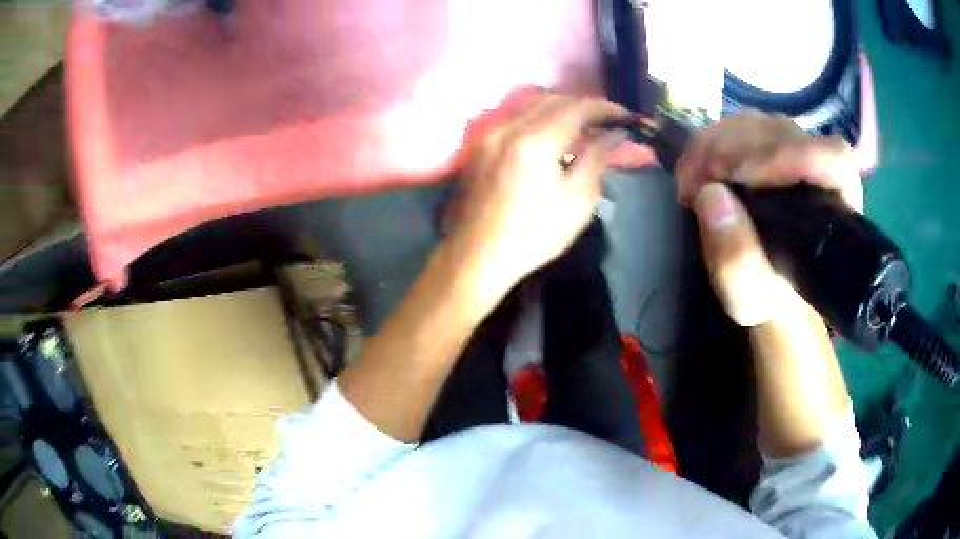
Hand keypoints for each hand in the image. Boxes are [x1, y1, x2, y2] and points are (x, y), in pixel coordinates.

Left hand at [444, 93, 627, 294]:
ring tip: (583, 126)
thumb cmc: (534, 235)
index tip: (625, 117)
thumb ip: (596, 158)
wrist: (478, 256)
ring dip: (561, 108)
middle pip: (553, 98)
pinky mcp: (480, 143)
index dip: (605, 108)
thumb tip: (613, 134)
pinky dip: (539, 117)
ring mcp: (489, 132)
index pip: (577, 107)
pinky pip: (515, 116)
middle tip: (607, 122)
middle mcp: (508, 125)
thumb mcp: (577, 201)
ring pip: (531, 104)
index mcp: (535, 140)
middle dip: (584, 106)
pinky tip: (552, 134)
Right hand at [677, 111, 863, 325]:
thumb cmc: (767, 295)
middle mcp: (821, 168)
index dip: (788, 156)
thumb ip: (738, 261)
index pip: (832, 158)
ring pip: (758, 124)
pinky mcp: (768, 142)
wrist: (763, 282)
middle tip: (697, 182)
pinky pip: (738, 125)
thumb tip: (710, 194)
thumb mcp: (750, 297)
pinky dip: (708, 141)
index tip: (740, 176)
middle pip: (784, 134)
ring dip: (715, 144)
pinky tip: (692, 169)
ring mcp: (794, 149)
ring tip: (689, 180)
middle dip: (734, 151)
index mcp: (837, 208)